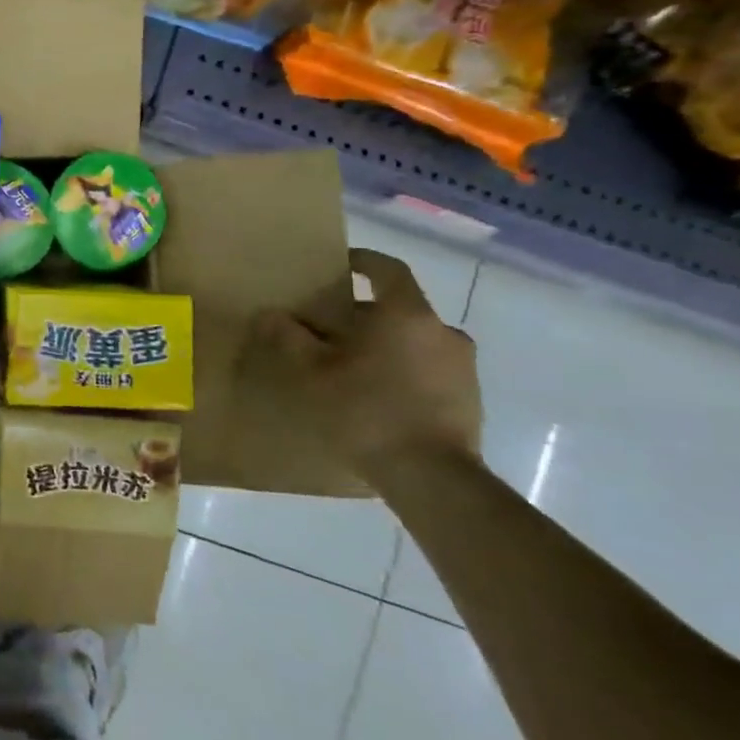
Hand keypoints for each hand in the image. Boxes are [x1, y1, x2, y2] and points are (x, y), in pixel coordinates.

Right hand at [239, 248, 483, 479]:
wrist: (432, 478)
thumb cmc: (367, 410)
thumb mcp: (312, 372)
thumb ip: (289, 337)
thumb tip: (269, 313)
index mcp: (407, 315)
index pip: (388, 269)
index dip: (362, 261)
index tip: (340, 265)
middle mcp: (442, 331)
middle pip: (400, 308)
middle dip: (366, 313)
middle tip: (331, 328)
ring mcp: (463, 367)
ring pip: (416, 340)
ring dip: (386, 344)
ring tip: (352, 365)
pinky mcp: (470, 399)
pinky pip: (430, 369)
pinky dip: (404, 370)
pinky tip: (378, 396)